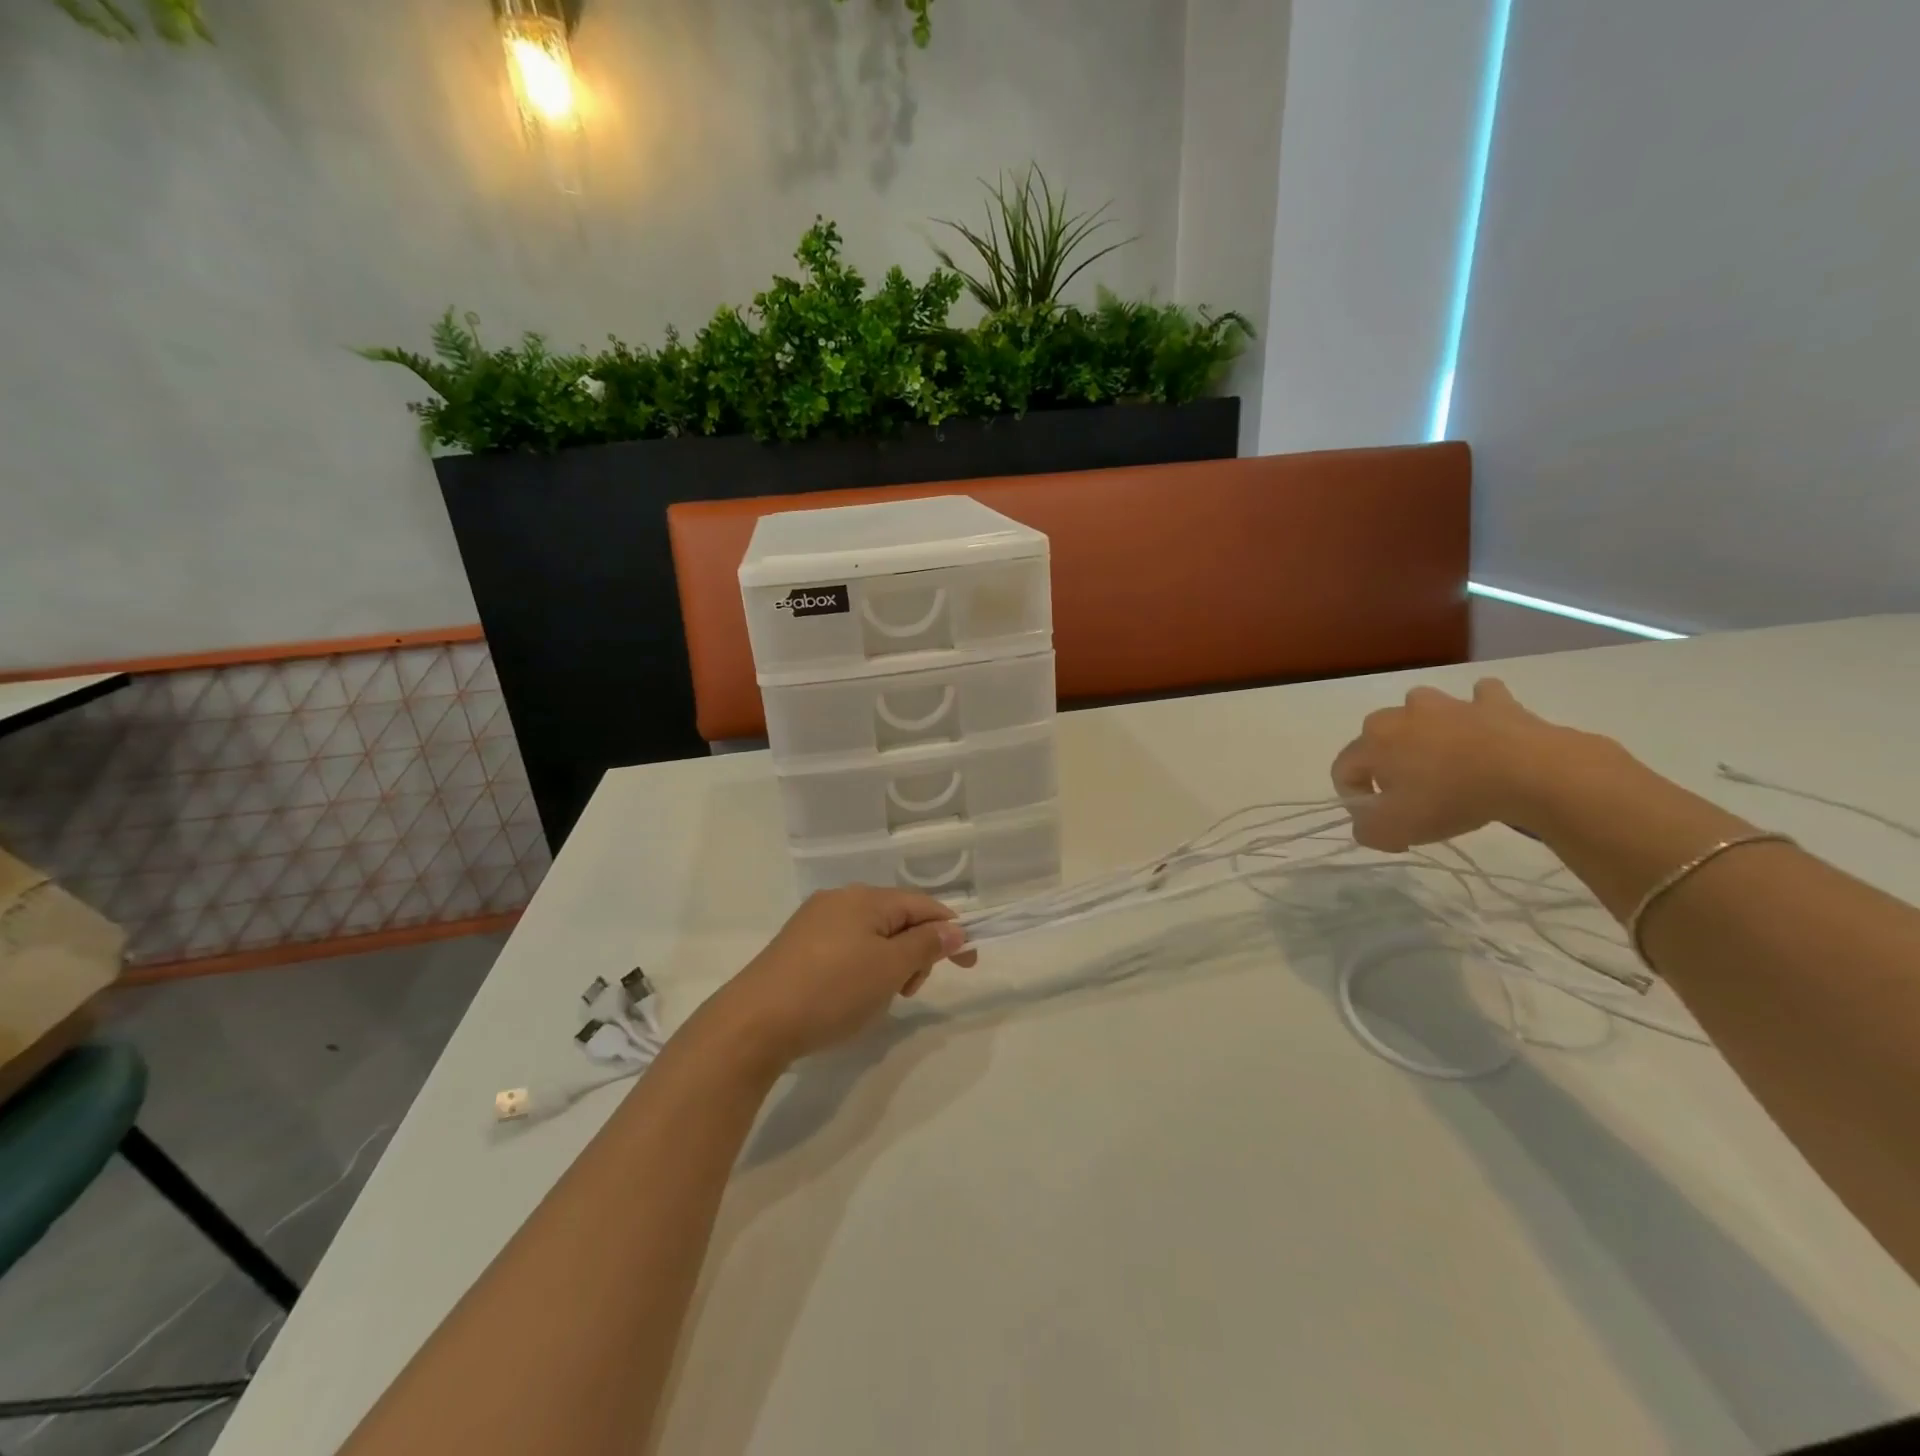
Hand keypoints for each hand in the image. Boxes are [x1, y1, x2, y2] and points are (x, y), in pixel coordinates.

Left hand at [705, 886, 978, 1072]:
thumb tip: (954, 927)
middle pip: (898, 919)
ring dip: (889, 964)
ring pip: (872, 936)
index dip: (951, 932)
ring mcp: (815, 921)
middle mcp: (840, 899)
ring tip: (876, 1000)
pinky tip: (849, 997)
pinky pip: (847, 948)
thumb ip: (926, 945)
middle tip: (906, 992)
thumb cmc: (831, 992)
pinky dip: (862, 969)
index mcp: (866, 898)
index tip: (969, 966)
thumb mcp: (889, 969)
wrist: (754, 1023)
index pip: (923, 905)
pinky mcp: (797, 945)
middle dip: (915, 953)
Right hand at [1330, 678, 1610, 850]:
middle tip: (1412, 794)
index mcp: (1372, 740)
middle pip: (1378, 737)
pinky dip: (1479, 709)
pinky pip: (1480, 698)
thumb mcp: (1396, 830)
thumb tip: (1368, 823)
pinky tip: (1486, 726)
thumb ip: (1367, 830)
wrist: (1529, 772)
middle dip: (1387, 763)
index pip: (1343, 769)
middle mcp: (1401, 713)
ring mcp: (1448, 703)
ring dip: (1426, 728)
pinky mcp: (1493, 702)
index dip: (1355, 798)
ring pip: (1423, 709)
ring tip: (1445, 758)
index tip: (1381, 821)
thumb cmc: (1451, 798)